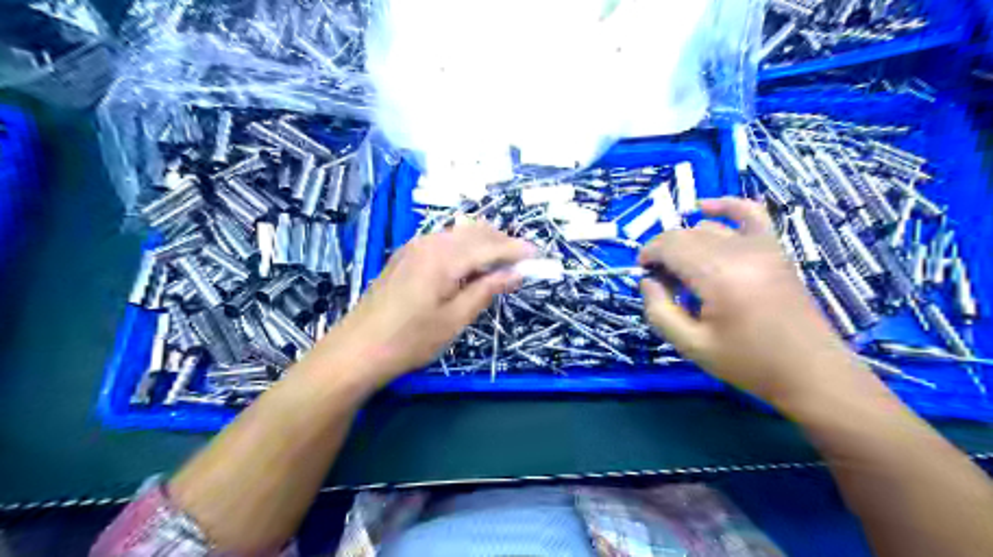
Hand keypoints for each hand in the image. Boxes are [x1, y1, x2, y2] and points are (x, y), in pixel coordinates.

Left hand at [317, 219, 535, 385]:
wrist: (357, 349)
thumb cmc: (410, 340)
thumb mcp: (455, 319)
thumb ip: (486, 290)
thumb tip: (515, 273)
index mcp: (444, 257)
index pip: (490, 246)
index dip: (516, 250)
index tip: (538, 256)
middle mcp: (429, 243)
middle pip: (474, 232)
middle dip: (502, 242)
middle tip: (522, 261)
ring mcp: (414, 247)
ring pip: (459, 235)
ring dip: (483, 244)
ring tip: (501, 265)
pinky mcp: (405, 256)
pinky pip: (443, 242)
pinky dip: (464, 248)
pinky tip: (470, 266)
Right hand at [639, 196, 865, 405]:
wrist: (811, 372)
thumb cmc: (748, 363)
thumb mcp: (691, 346)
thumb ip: (659, 311)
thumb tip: (647, 281)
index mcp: (718, 276)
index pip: (670, 246)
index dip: (649, 254)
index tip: (642, 273)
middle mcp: (740, 251)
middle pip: (686, 234)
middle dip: (664, 251)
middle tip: (661, 281)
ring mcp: (762, 246)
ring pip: (708, 227)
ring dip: (686, 242)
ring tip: (683, 270)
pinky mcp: (775, 249)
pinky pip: (749, 213)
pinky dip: (725, 206)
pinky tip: (705, 208)